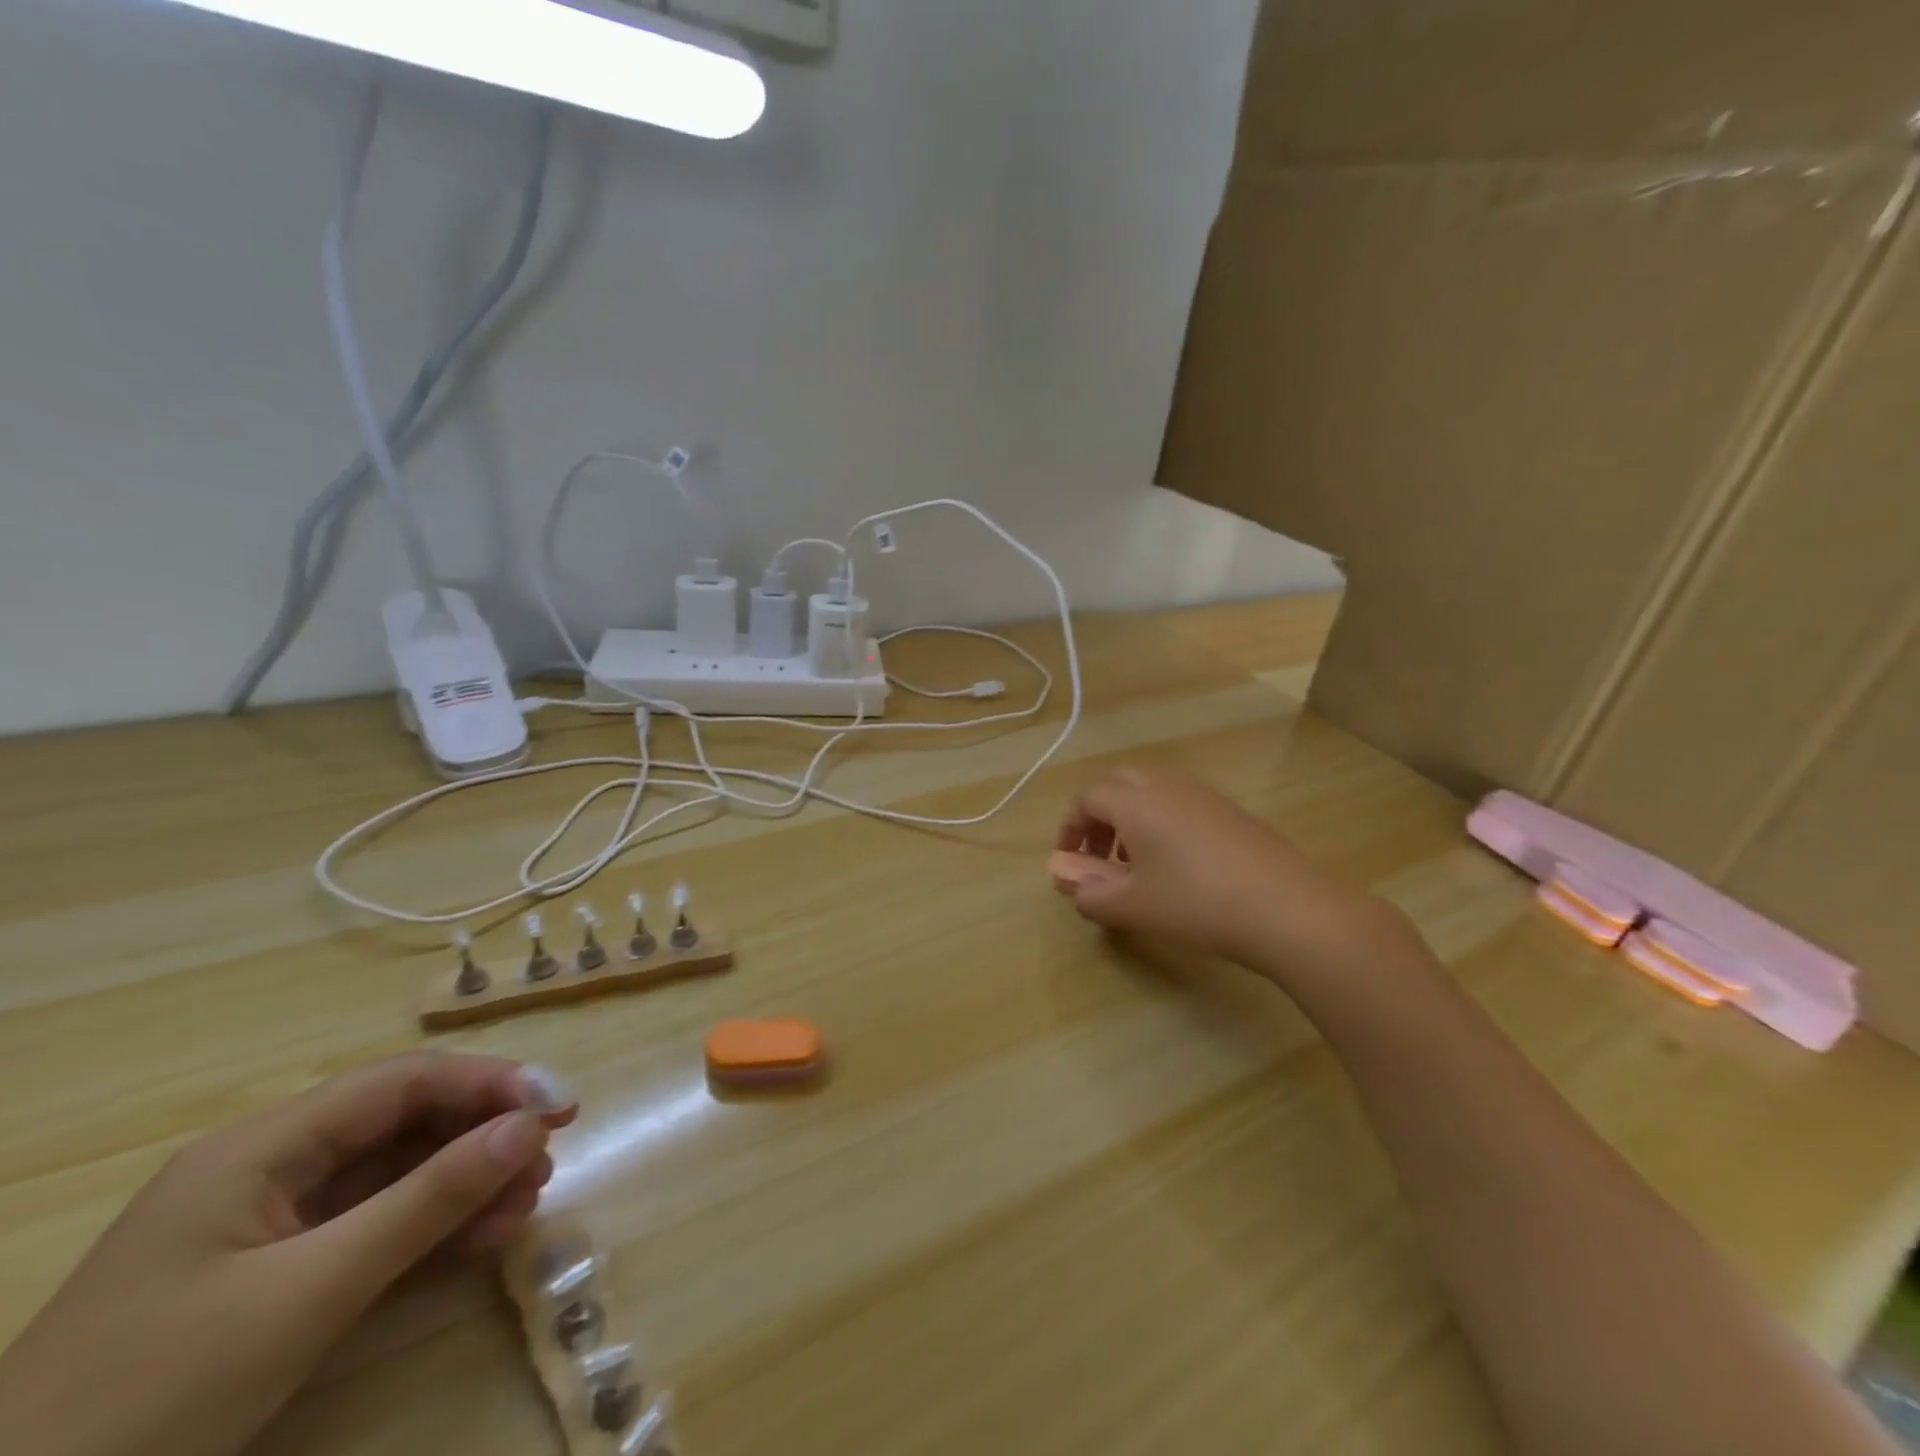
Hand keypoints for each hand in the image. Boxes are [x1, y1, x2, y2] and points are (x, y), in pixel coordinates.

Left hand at [0, 1052, 576, 1455]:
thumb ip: (427, 1201)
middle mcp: (268, 1166)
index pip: (400, 1082)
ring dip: (465, 1181)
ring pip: (393, 1172)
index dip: (488, 1082)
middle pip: (402, 1122)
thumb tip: (529, 1126)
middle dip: (482, 1134)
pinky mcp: (270, 1272)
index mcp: (260, 1147)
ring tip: (526, 1201)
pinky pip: (370, 1224)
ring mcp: (267, 1223)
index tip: (558, 1106)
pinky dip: (429, 1225)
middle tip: (548, 1159)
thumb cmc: (151, 1399)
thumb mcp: (308, 1294)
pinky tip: (479, 1237)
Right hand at [1056, 767, 1428, 981]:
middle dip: (1100, 818)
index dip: (1069, 828)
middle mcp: (1167, 786)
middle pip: (1118, 785)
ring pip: (1153, 793)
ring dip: (1132, 820)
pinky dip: (1165, 824)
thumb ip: (1089, 893)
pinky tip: (1181, 867)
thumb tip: (1068, 882)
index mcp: (1135, 802)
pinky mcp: (1233, 811)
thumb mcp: (1131, 907)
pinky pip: (1183, 805)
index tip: (1069, 862)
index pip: (1086, 799)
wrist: (1287, 908)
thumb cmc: (1195, 904)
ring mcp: (1205, 795)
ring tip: (1138, 866)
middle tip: (1100, 857)